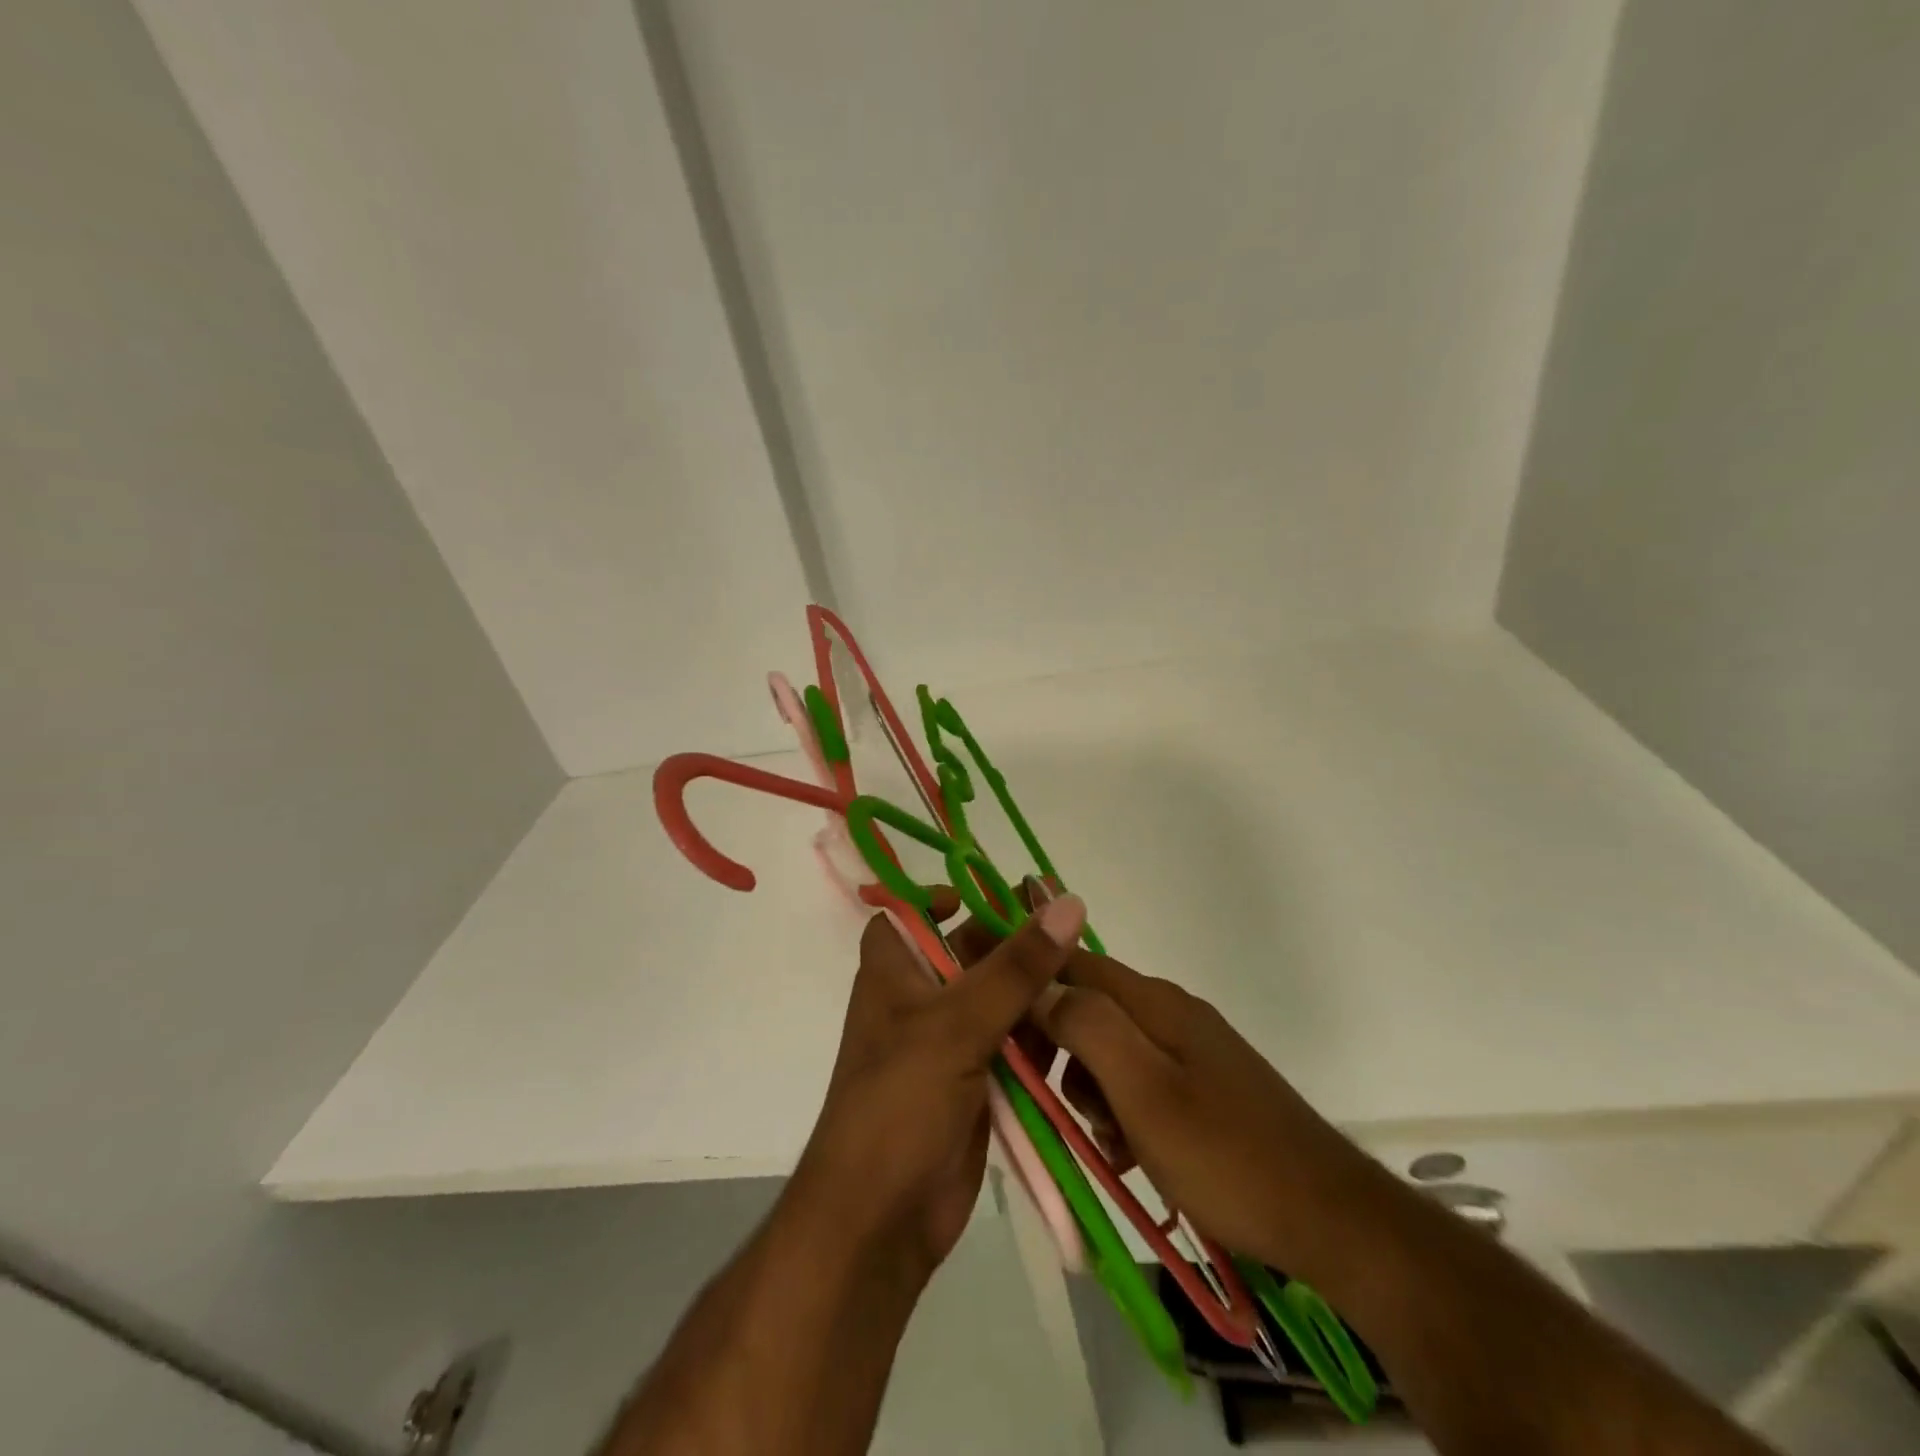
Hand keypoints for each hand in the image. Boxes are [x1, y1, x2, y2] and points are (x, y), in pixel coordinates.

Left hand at [785, 889, 1089, 1283]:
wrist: (880, 1220)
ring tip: (1090, 984)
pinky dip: (1042, 1039)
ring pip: (999, 1001)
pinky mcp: (976, 1085)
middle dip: (1015, 946)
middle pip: (969, 954)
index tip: (994, 895)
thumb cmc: (900, 1102)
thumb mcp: (958, 1023)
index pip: (908, 915)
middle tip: (1074, 935)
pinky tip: (1081, 1033)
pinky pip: (1014, 1047)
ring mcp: (949, 1045)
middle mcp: (919, 1001)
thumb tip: (1068, 903)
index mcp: (895, 972)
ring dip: (1037, 994)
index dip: (940, 898)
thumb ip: (1016, 966)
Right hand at [942, 887, 1373, 1275]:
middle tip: (1053, 1103)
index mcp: (1153, 1003)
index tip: (988, 1007)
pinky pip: (1140, 1082)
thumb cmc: (1225, 1155)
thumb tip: (1040, 984)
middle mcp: (1169, 1013)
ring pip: (1111, 1049)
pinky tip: (1128, 1153)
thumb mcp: (1144, 1092)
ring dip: (1089, 1088)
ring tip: (1101, 1141)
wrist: (1330, 1218)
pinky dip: (1121, 1110)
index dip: (1027, 975)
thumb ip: (1088, 1028)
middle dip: (1058, 1049)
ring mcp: (1190, 1050)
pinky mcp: (1203, 1087)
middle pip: (1088, 1007)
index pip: (1071, 964)